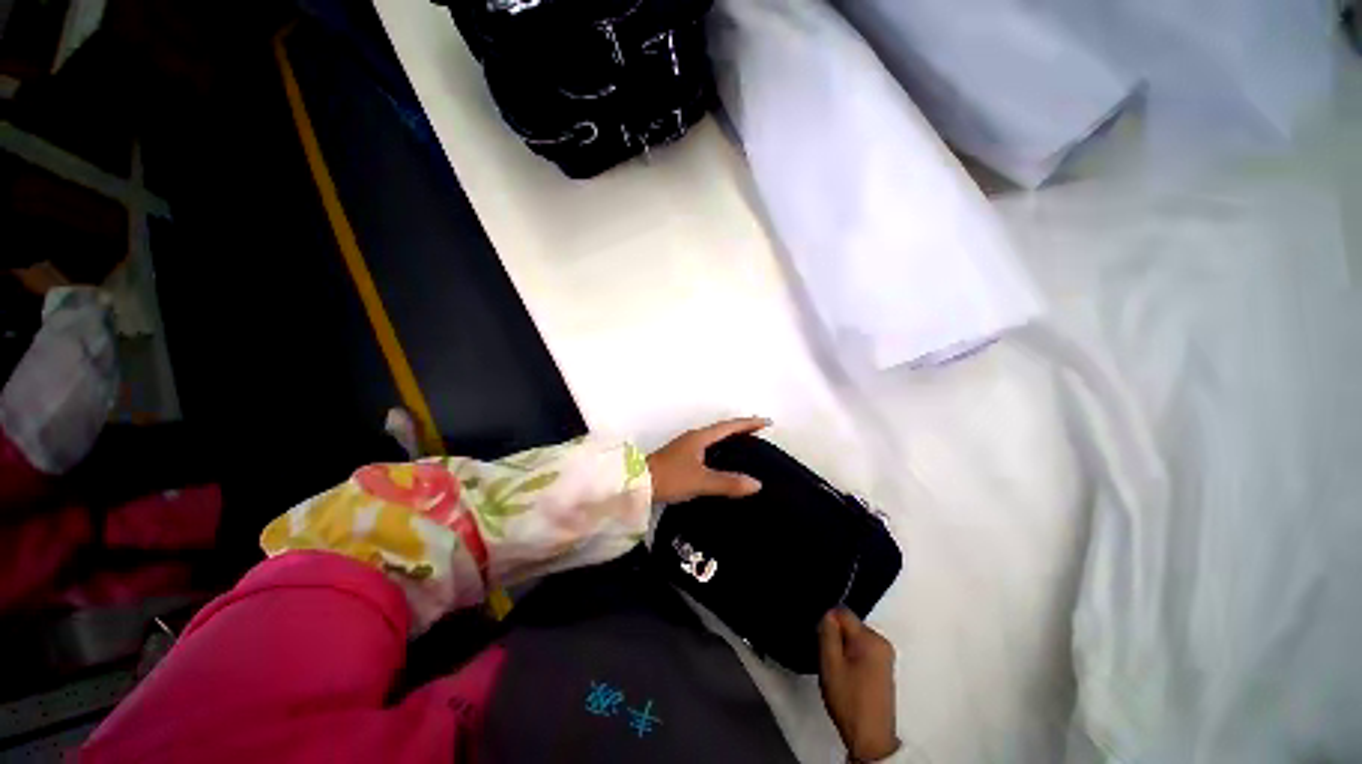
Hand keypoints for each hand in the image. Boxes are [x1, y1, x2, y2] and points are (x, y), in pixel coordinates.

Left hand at [646, 417, 769, 504]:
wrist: (638, 484)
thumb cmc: (670, 478)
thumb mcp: (701, 481)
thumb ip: (727, 482)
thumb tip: (757, 484)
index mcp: (700, 437)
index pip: (729, 426)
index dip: (748, 423)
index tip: (766, 422)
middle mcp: (694, 438)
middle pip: (722, 429)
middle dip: (741, 428)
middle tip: (759, 432)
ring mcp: (686, 446)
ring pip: (714, 438)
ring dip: (730, 437)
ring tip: (746, 443)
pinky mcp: (681, 457)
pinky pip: (708, 447)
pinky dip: (720, 448)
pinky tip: (722, 460)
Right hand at [818, 608, 899, 762]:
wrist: (870, 739)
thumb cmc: (848, 699)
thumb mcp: (830, 663)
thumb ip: (828, 633)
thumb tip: (828, 614)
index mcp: (872, 638)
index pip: (843, 613)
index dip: (828, 624)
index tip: (822, 643)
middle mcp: (883, 642)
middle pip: (850, 625)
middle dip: (836, 637)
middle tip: (829, 660)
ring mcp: (886, 656)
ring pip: (854, 638)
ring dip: (843, 648)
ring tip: (837, 670)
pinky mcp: (884, 668)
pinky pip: (862, 650)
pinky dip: (852, 657)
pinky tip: (847, 676)